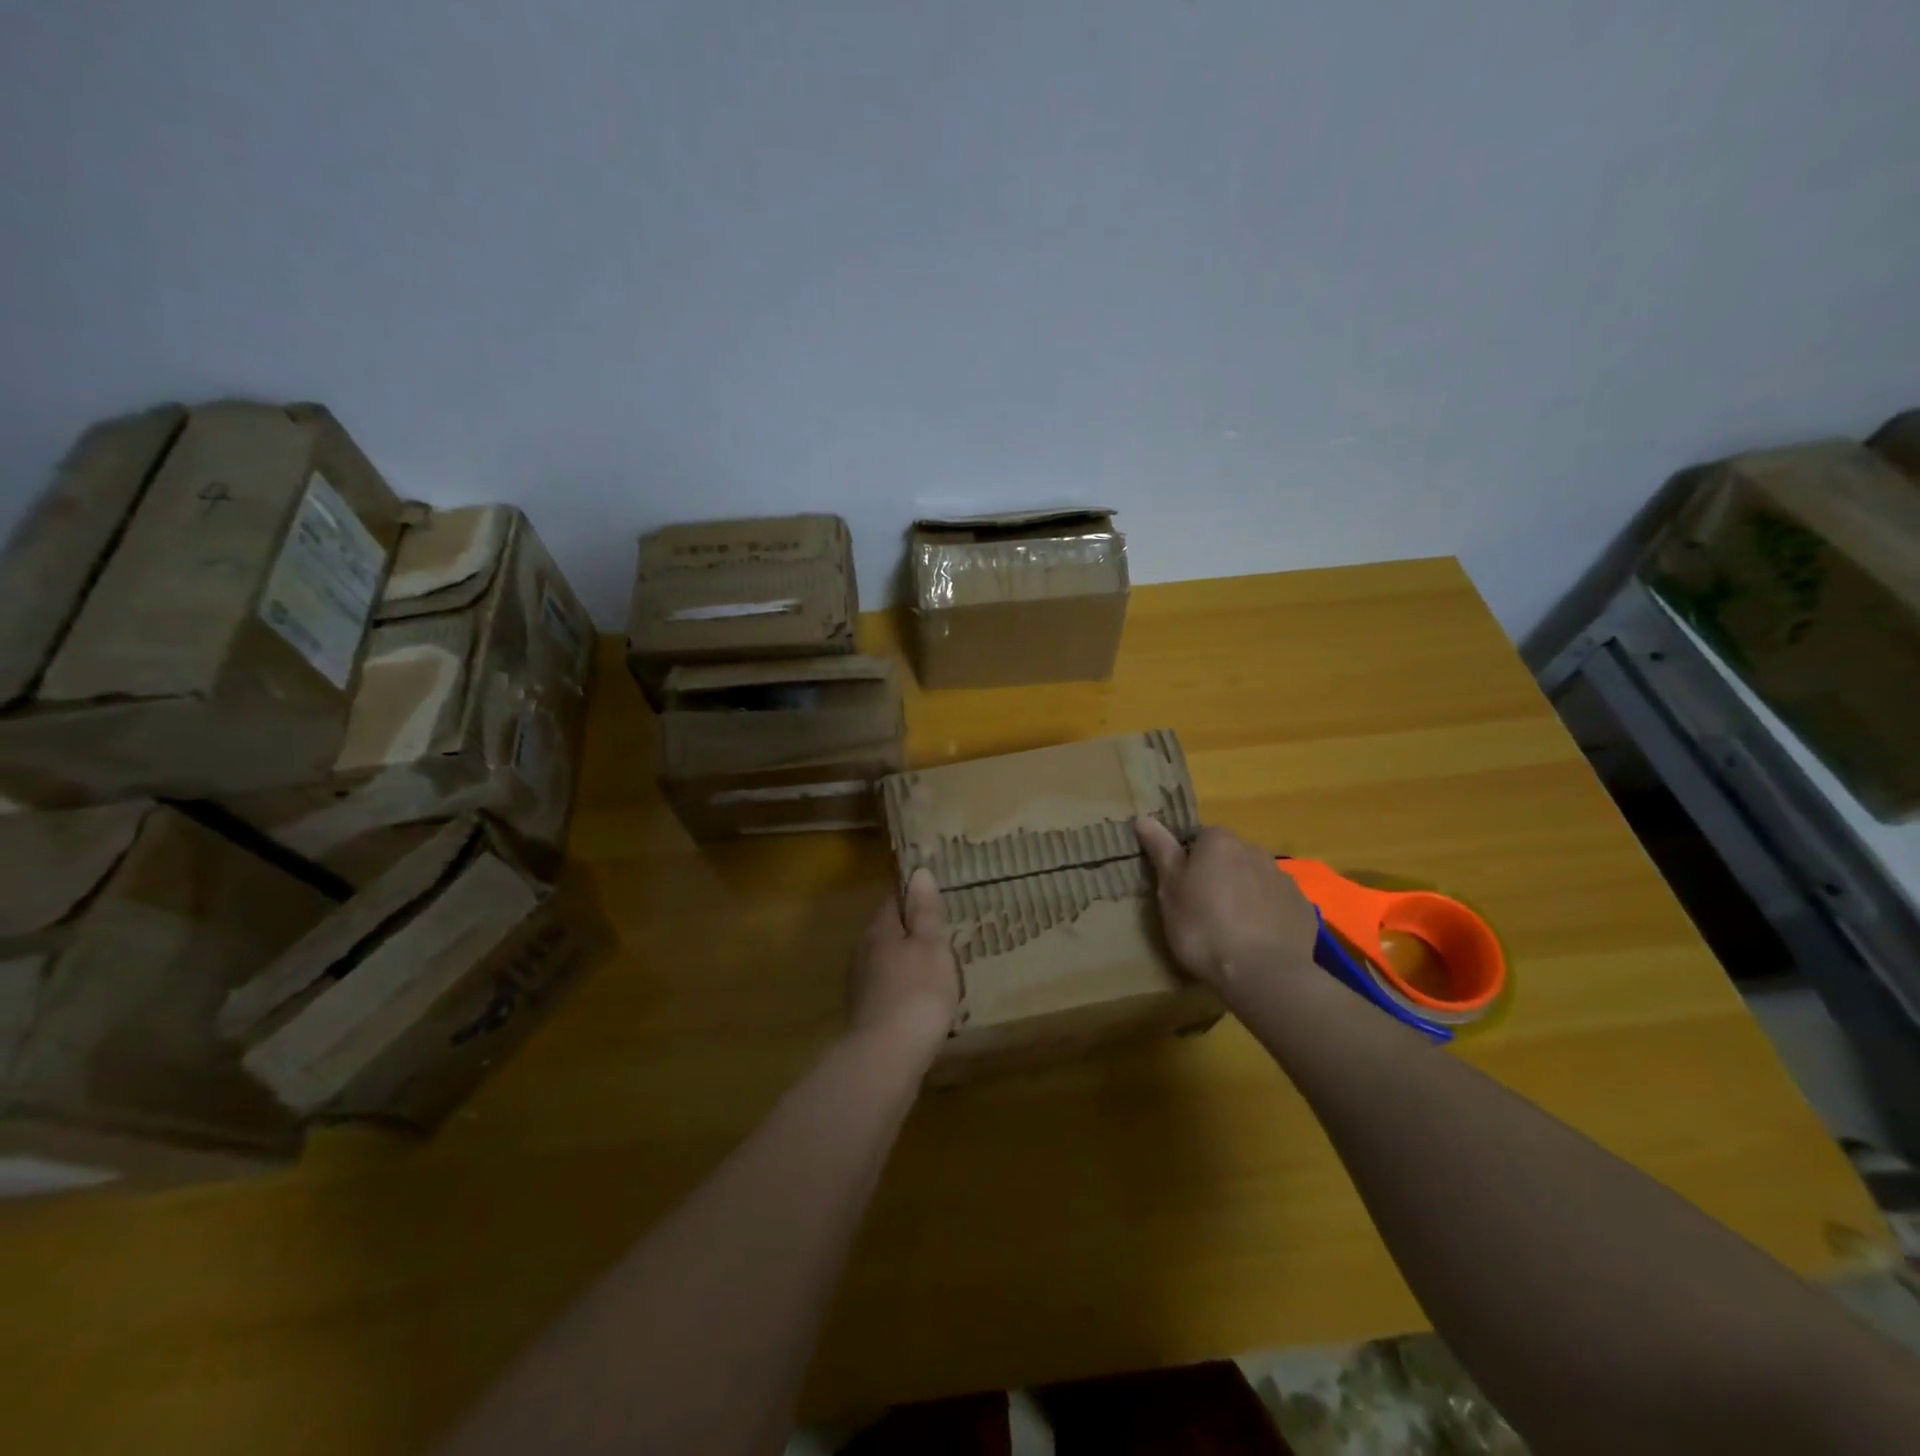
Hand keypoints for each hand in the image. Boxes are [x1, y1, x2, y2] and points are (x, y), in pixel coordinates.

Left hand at [848, 868, 960, 1054]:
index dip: (912, 893)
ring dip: (907, 959)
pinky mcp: (865, 1013)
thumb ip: (925, 911)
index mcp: (880, 929)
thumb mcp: (930, 945)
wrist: (886, 1057)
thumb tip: (918, 873)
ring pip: (886, 959)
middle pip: (888, 929)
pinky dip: (903, 986)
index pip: (893, 898)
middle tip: (940, 930)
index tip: (933, 892)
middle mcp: (863, 950)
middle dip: (910, 929)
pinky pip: (887, 987)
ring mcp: (861, 984)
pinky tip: (919, 999)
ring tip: (935, 965)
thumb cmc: (916, 992)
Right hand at [1135, 818, 1318, 998]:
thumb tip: (1143, 817)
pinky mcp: (1302, 908)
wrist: (1263, 974)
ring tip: (1231, 929)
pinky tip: (1257, 941)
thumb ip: (1160, 851)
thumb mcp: (1170, 890)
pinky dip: (1267, 915)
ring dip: (1244, 893)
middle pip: (1230, 856)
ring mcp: (1284, 879)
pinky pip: (1277, 904)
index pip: (1200, 837)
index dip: (1189, 861)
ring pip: (1255, 879)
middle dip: (1218, 875)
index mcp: (1219, 842)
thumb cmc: (1204, 928)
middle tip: (1202, 909)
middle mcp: (1255, 851)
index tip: (1181, 888)